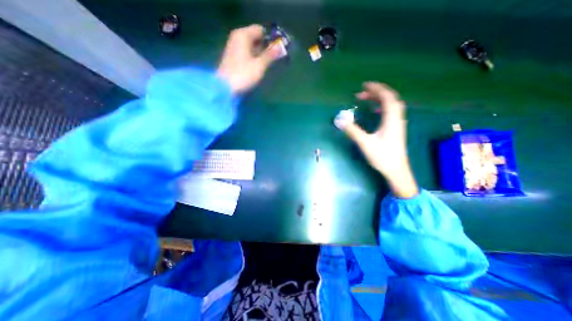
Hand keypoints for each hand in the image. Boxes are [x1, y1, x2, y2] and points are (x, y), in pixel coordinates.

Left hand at [219, 24, 282, 93]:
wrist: (225, 87)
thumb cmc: (243, 75)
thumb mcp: (259, 65)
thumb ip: (270, 55)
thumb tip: (281, 47)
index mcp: (243, 35)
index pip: (260, 30)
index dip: (270, 39)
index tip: (277, 50)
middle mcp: (237, 37)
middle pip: (255, 37)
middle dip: (265, 47)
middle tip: (273, 59)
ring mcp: (233, 46)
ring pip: (251, 45)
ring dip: (259, 53)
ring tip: (266, 64)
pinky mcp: (232, 56)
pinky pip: (246, 52)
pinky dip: (253, 57)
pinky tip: (256, 66)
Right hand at [336, 81, 418, 197]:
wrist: (396, 170)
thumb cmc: (382, 156)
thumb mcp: (365, 143)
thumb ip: (352, 131)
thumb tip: (339, 120)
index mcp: (391, 119)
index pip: (387, 97)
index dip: (376, 89)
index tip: (364, 85)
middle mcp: (397, 118)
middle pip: (390, 99)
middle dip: (376, 93)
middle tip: (362, 94)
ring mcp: (398, 124)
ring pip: (392, 105)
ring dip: (380, 99)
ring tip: (366, 100)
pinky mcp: (396, 129)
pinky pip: (391, 112)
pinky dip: (382, 107)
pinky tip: (375, 112)